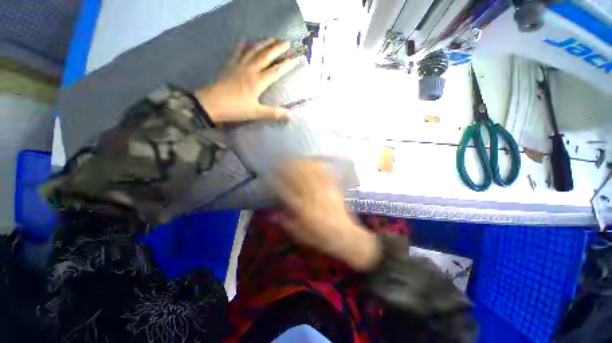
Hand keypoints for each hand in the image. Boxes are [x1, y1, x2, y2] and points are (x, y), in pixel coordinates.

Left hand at [195, 38, 300, 122]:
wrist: (211, 104)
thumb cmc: (235, 109)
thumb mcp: (256, 113)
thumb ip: (274, 113)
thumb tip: (291, 115)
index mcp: (258, 82)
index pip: (276, 70)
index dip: (287, 64)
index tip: (297, 57)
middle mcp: (250, 70)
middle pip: (266, 55)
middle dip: (277, 48)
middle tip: (287, 42)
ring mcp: (239, 65)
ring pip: (253, 50)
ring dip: (264, 43)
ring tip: (272, 38)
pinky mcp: (230, 65)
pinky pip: (238, 51)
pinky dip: (244, 44)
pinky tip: (247, 40)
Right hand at [275, 160, 381, 271]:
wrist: (346, 235)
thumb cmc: (321, 237)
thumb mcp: (300, 235)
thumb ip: (287, 223)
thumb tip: (275, 212)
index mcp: (303, 210)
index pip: (286, 190)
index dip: (277, 180)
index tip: (271, 174)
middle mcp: (313, 197)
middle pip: (298, 177)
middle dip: (287, 167)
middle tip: (280, 162)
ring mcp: (325, 190)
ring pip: (310, 172)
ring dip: (299, 164)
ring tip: (292, 159)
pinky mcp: (333, 188)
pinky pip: (322, 173)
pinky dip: (314, 166)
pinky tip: (308, 161)